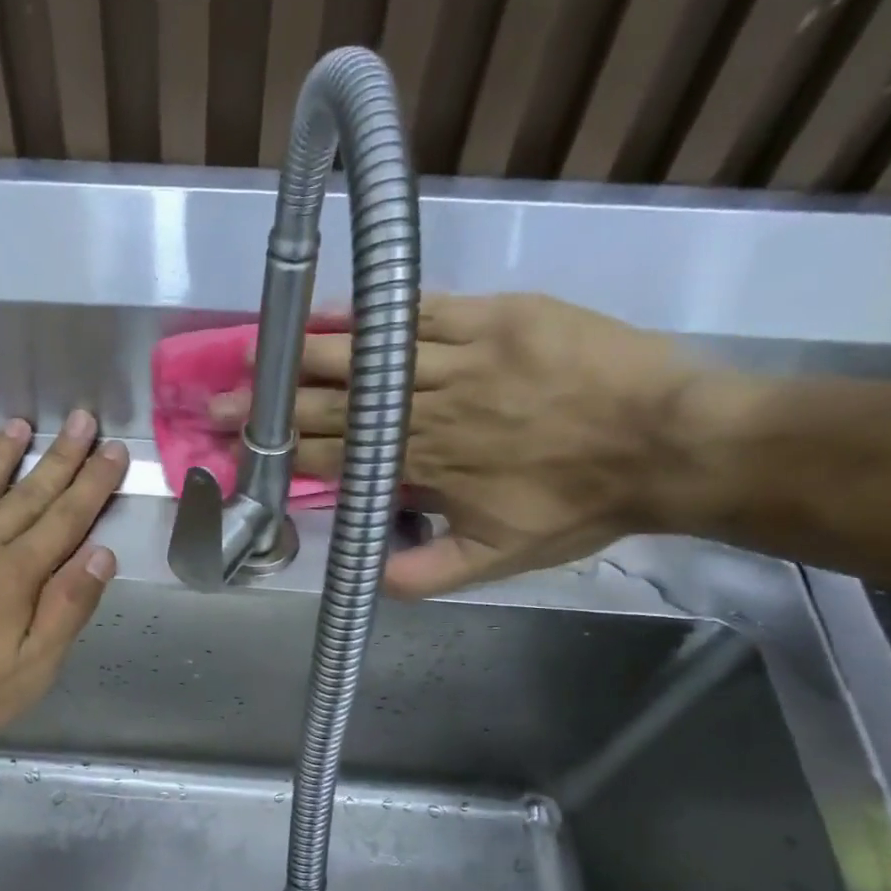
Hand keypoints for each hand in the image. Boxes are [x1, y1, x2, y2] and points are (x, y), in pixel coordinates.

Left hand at [0, 410, 127, 743]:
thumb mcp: (32, 666)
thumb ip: (68, 607)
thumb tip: (101, 553)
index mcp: (18, 573)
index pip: (67, 518)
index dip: (94, 484)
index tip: (113, 450)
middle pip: (29, 493)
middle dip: (61, 456)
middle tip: (82, 419)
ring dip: (3, 454)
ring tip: (22, 425)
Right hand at [213, 294, 704, 595]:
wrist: (669, 442)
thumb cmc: (578, 505)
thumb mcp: (498, 559)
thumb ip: (425, 573)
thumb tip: (364, 581)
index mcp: (423, 467)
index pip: (337, 455)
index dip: (285, 451)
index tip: (240, 447)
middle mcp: (428, 409)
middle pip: (336, 403)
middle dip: (274, 405)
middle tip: (221, 401)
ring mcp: (459, 357)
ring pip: (366, 354)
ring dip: (306, 355)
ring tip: (257, 351)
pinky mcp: (493, 317)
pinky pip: (418, 311)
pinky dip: (370, 311)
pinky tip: (332, 309)